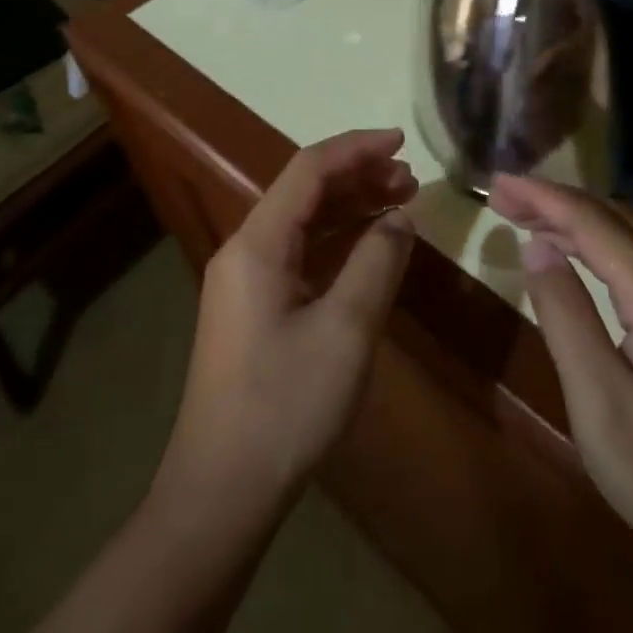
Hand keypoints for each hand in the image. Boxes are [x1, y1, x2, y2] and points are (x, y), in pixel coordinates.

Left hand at [157, 130, 418, 511]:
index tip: (402, 141)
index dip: (357, 148)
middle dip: (358, 176)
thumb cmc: (285, 405)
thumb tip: (398, 217)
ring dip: (350, 207)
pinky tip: (370, 246)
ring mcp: (247, 280)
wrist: (221, 491)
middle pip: (305, 191)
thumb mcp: (346, 330)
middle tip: (411, 178)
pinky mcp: (255, 308)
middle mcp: (246, 249)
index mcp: (258, 243)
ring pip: (304, 222)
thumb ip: (376, 262)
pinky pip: (300, 254)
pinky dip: (338, 241)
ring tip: (400, 202)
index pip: (309, 169)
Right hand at [490, 175, 632, 588]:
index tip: (495, 181)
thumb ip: (566, 315)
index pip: (593, 222)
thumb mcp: (601, 403)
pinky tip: (576, 253)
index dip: (542, 196)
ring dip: (577, 218)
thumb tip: (537, 245)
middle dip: (555, 199)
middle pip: (614, 217)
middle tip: (501, 197)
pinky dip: (600, 242)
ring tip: (525, 216)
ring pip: (632, 233)